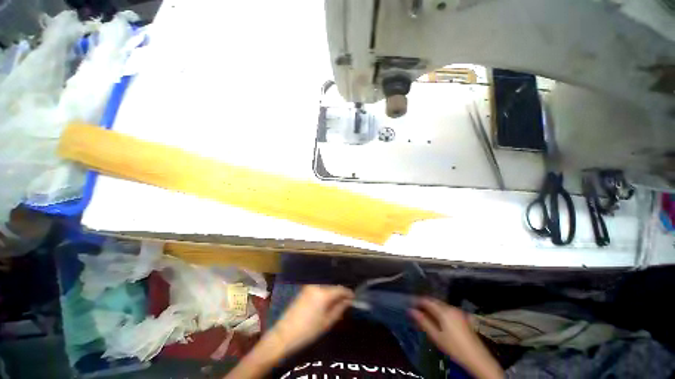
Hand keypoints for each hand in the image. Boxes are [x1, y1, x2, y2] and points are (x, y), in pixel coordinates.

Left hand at [269, 285, 353, 355]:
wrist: (284, 334)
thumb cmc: (308, 330)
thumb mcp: (327, 322)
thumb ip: (339, 309)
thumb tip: (348, 301)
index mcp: (323, 293)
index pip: (340, 289)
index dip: (348, 293)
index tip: (354, 298)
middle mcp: (317, 285)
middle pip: (333, 286)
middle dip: (340, 293)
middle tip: (346, 301)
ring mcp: (309, 286)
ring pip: (326, 287)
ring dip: (333, 293)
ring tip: (337, 302)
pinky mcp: (304, 290)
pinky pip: (319, 288)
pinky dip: (325, 293)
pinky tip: (327, 301)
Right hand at [410, 297, 502, 378]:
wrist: (478, 358)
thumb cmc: (454, 347)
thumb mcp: (436, 336)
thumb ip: (423, 322)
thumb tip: (411, 310)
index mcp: (444, 311)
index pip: (427, 300)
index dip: (417, 301)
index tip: (410, 304)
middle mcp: (451, 307)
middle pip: (435, 301)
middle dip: (425, 304)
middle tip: (416, 309)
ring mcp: (458, 312)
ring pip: (441, 305)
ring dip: (432, 307)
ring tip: (425, 314)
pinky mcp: (463, 317)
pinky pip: (447, 309)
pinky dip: (439, 311)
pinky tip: (437, 319)